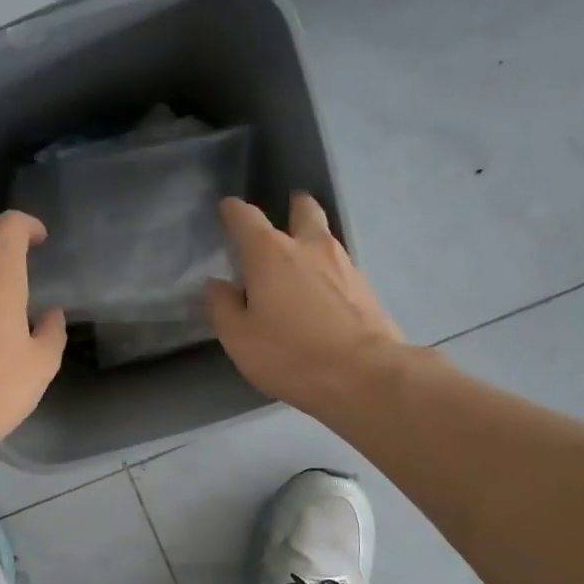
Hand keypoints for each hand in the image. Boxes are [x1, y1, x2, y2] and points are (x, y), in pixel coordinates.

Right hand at [207, 193, 404, 417]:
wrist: (364, 375)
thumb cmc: (291, 354)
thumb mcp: (240, 338)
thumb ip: (223, 307)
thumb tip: (217, 285)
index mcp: (271, 254)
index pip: (246, 218)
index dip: (233, 211)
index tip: (227, 210)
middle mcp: (310, 247)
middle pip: (303, 210)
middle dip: (293, 208)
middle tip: (285, 216)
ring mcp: (344, 265)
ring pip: (326, 238)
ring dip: (313, 240)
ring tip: (301, 261)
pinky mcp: (366, 288)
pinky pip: (341, 267)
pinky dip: (328, 271)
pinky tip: (323, 292)